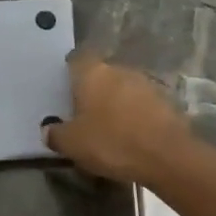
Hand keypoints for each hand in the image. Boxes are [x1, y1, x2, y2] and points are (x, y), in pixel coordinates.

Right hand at [42, 52, 202, 185]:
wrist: (166, 155)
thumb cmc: (112, 142)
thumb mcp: (73, 144)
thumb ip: (56, 134)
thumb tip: (48, 129)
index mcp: (93, 73)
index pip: (76, 59)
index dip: (70, 73)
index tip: (65, 91)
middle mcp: (119, 69)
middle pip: (101, 73)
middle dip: (93, 89)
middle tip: (84, 113)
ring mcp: (146, 82)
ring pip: (123, 87)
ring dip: (115, 101)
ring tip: (108, 126)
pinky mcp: (165, 99)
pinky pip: (141, 102)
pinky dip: (134, 113)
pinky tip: (131, 133)